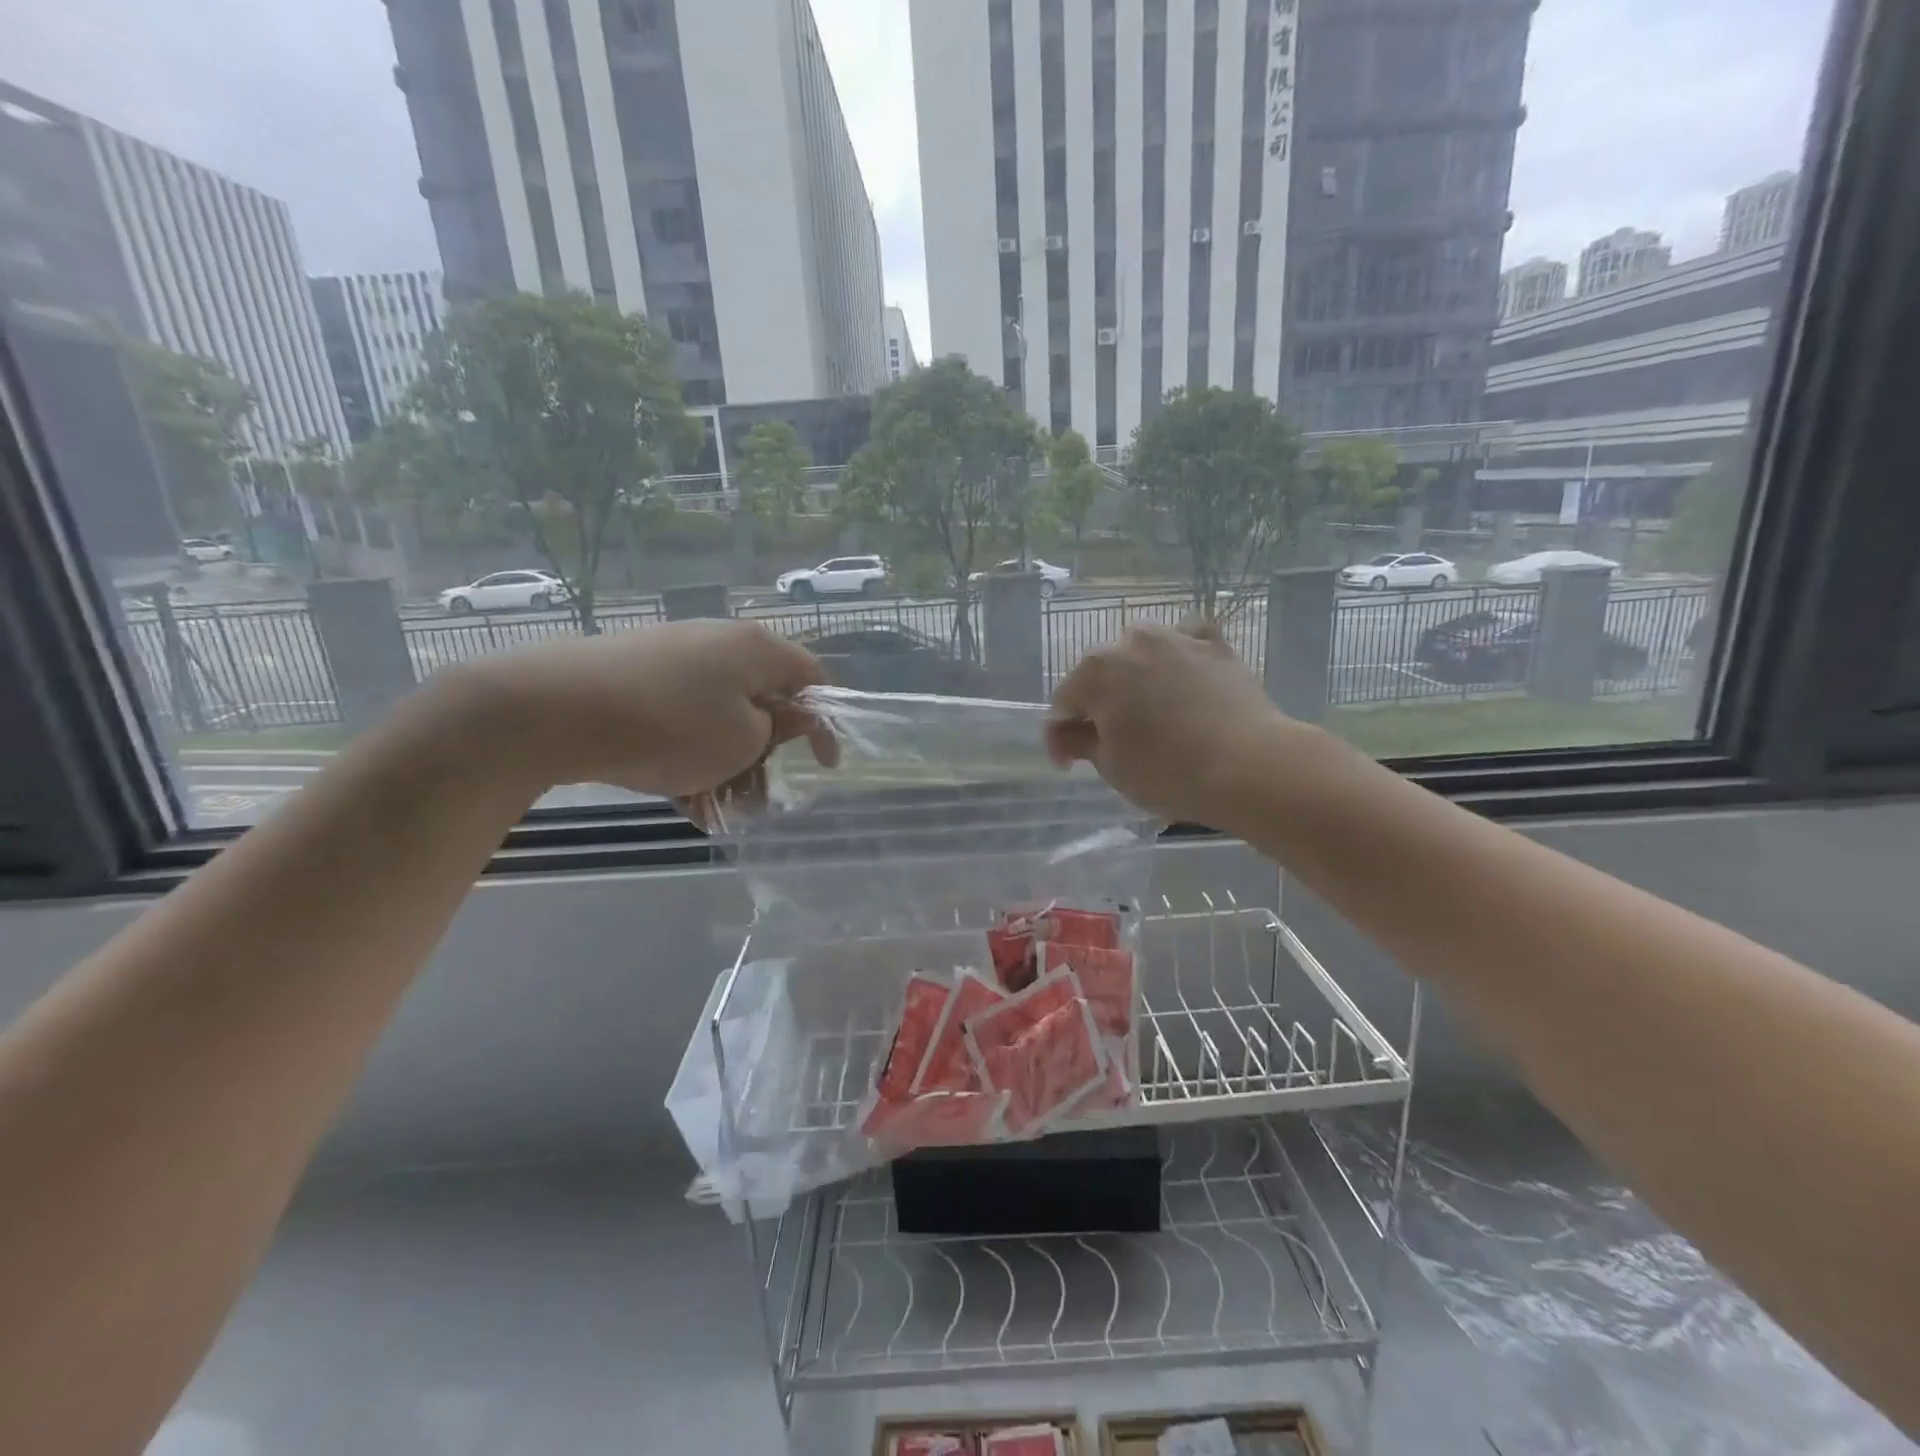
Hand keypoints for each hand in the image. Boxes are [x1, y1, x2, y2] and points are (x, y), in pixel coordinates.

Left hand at [454, 619, 837, 798]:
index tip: (823, 765)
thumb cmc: (672, 726)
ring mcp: (673, 657)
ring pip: (719, 717)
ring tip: (714, 809)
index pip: (812, 677)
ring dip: (727, 765)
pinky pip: (681, 719)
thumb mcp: (742, 740)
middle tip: (757, 798)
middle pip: (762, 701)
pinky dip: (689, 755)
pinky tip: (680, 798)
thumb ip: (777, 730)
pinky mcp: (635, 676)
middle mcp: (719, 643)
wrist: (553, 709)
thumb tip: (785, 718)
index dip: (824, 723)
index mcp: (755, 650)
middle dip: (765, 755)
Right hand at [1047, 622, 1294, 827]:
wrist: (1250, 766)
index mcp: (1096, 670)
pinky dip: (1178, 657)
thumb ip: (1080, 743)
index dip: (1060, 738)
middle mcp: (1132, 642)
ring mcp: (1177, 639)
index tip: (1070, 766)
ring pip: (1142, 653)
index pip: (1063, 703)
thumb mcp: (1111, 766)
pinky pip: (1187, 643)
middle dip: (1098, 704)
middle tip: (1109, 741)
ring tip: (1147, 711)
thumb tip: (1066, 735)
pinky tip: (1182, 677)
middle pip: (1101, 673)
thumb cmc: (1167, 771)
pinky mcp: (1216, 646)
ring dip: (1135, 678)